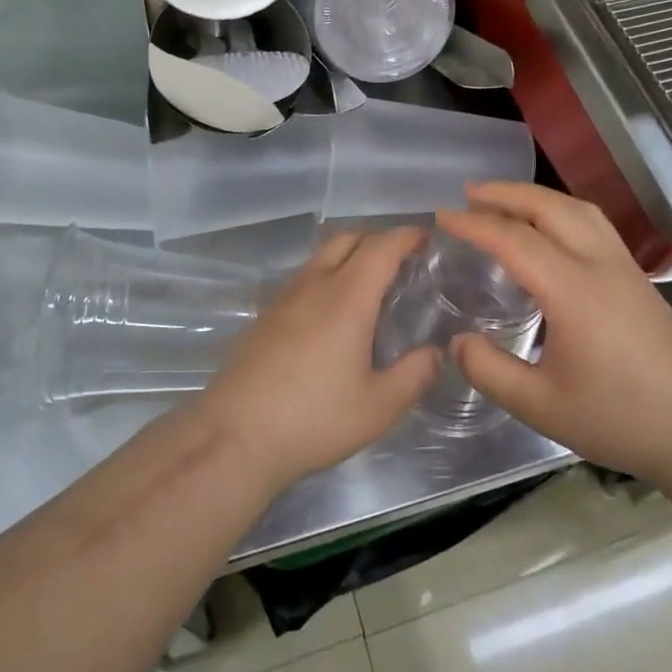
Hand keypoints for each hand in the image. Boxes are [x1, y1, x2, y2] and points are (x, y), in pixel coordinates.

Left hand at [196, 228, 439, 493]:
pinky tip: (332, 316)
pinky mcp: (264, 317)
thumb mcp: (379, 407)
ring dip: (349, 257)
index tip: (428, 238)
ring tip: (370, 287)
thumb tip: (437, 353)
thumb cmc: (314, 418)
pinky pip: (303, 279)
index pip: (381, 247)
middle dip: (377, 238)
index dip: (407, 236)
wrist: (234, 436)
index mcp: (347, 297)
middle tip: (402, 262)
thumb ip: (416, 374)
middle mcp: (313, 285)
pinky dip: (326, 278)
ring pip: (320, 257)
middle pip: (346, 238)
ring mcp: (283, 298)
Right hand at [437, 183, 671, 479]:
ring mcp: (623, 265)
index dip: (474, 224)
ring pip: (576, 208)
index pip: (515, 240)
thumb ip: (491, 372)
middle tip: (468, 195)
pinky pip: (592, 222)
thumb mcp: (542, 407)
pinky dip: (560, 209)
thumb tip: (457, 341)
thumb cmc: (620, 418)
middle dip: (505, 193)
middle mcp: (599, 264)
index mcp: (573, 291)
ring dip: (535, 196)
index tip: (442, 218)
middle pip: (549, 207)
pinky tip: (548, 227)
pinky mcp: (636, 275)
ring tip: (503, 200)